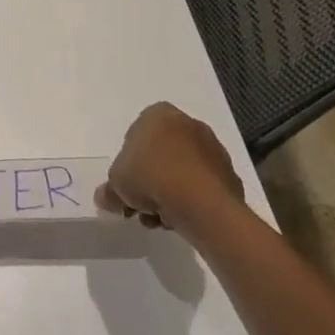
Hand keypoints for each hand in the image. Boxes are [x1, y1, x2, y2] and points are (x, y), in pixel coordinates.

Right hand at [97, 102, 243, 233]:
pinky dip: (188, 202)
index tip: (125, 183)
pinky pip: (199, 188)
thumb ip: (109, 189)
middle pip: (160, 155)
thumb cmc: (151, 176)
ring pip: (180, 173)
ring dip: (166, 195)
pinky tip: (177, 220)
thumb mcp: (116, 183)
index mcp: (159, 115)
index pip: (136, 135)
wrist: (201, 201)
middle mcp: (189, 124)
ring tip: (156, 219)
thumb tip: (107, 197)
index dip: (127, 162)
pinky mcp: (228, 175)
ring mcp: (212, 149)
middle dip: (148, 181)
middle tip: (136, 205)